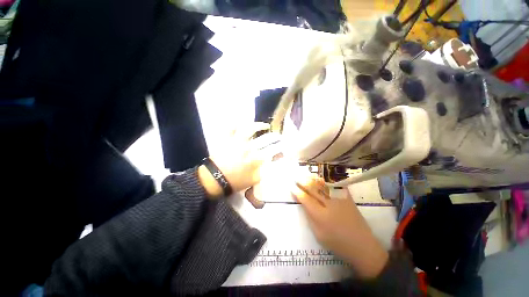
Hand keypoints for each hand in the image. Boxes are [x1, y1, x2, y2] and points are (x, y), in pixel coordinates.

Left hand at [198, 122, 281, 197]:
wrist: (215, 179)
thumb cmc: (235, 181)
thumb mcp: (254, 180)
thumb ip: (264, 171)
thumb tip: (271, 163)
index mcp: (255, 159)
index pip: (272, 150)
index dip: (280, 147)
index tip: (284, 146)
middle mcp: (248, 147)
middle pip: (265, 138)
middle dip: (275, 136)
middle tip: (278, 135)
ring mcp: (237, 141)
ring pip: (250, 129)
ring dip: (259, 125)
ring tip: (265, 125)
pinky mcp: (227, 139)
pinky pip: (231, 128)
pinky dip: (236, 124)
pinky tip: (241, 123)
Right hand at [291, 177, 388, 278]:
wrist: (363, 246)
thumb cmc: (338, 243)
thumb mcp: (319, 235)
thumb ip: (310, 217)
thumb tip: (303, 203)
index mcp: (321, 216)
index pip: (306, 199)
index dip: (297, 192)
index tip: (292, 187)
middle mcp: (329, 204)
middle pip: (313, 189)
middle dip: (303, 182)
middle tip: (296, 178)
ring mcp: (340, 199)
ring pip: (323, 185)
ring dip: (312, 179)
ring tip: (305, 175)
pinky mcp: (348, 198)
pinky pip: (335, 186)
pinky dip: (326, 181)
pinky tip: (320, 178)